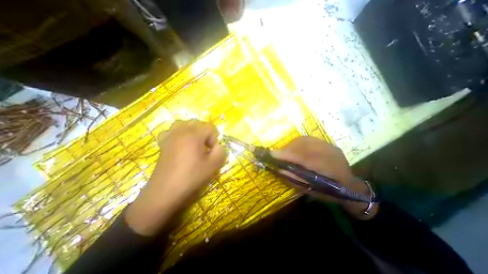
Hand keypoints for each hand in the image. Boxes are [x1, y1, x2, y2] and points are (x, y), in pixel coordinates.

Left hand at [124, 120, 225, 235]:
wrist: (166, 191)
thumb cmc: (192, 176)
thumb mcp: (214, 164)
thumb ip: (221, 151)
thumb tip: (218, 146)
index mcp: (194, 135)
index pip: (209, 127)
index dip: (214, 138)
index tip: (212, 151)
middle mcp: (181, 131)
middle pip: (197, 123)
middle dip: (205, 133)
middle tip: (206, 147)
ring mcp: (170, 136)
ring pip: (183, 123)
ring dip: (192, 130)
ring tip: (195, 142)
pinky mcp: (163, 143)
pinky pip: (171, 131)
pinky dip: (178, 133)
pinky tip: (180, 143)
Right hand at [272, 136, 378, 218]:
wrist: (351, 186)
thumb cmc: (331, 193)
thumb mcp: (312, 191)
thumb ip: (295, 179)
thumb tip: (279, 169)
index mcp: (330, 168)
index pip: (304, 157)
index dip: (287, 155)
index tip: (271, 154)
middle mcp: (330, 152)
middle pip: (303, 145)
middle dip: (286, 149)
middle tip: (276, 155)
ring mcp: (329, 145)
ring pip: (304, 140)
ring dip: (290, 146)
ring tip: (284, 153)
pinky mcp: (326, 143)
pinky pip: (307, 139)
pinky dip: (296, 144)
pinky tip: (293, 150)